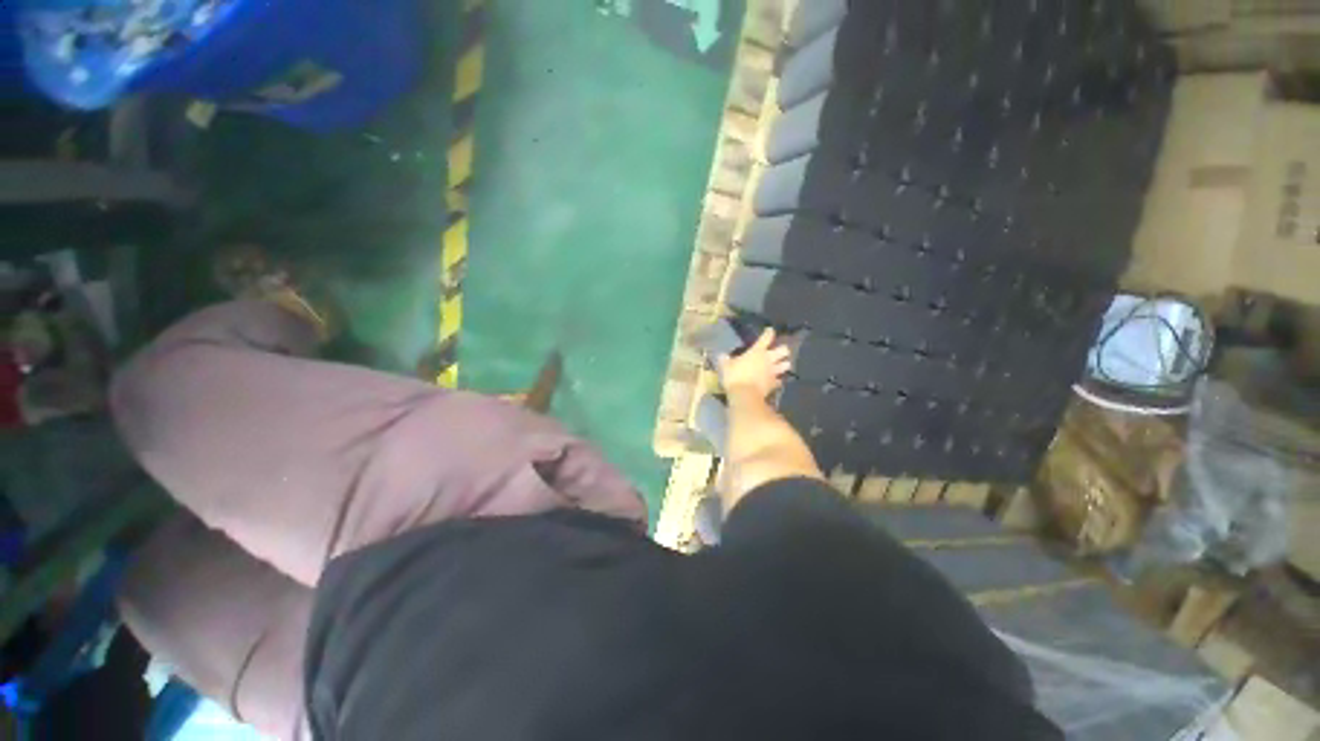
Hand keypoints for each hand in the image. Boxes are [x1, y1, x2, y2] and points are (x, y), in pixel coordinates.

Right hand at [719, 329, 791, 399]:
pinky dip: (778, 380)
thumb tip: (721, 355)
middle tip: (779, 352)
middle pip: (784, 350)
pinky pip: (780, 381)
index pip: (766, 338)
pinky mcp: (774, 384)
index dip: (769, 332)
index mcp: (757, 351)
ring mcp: (773, 372)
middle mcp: (768, 359)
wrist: (745, 395)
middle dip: (783, 350)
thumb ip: (725, 360)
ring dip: (784, 365)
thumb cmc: (735, 377)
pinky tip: (776, 381)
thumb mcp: (726, 367)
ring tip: (781, 366)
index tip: (770, 330)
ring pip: (786, 365)